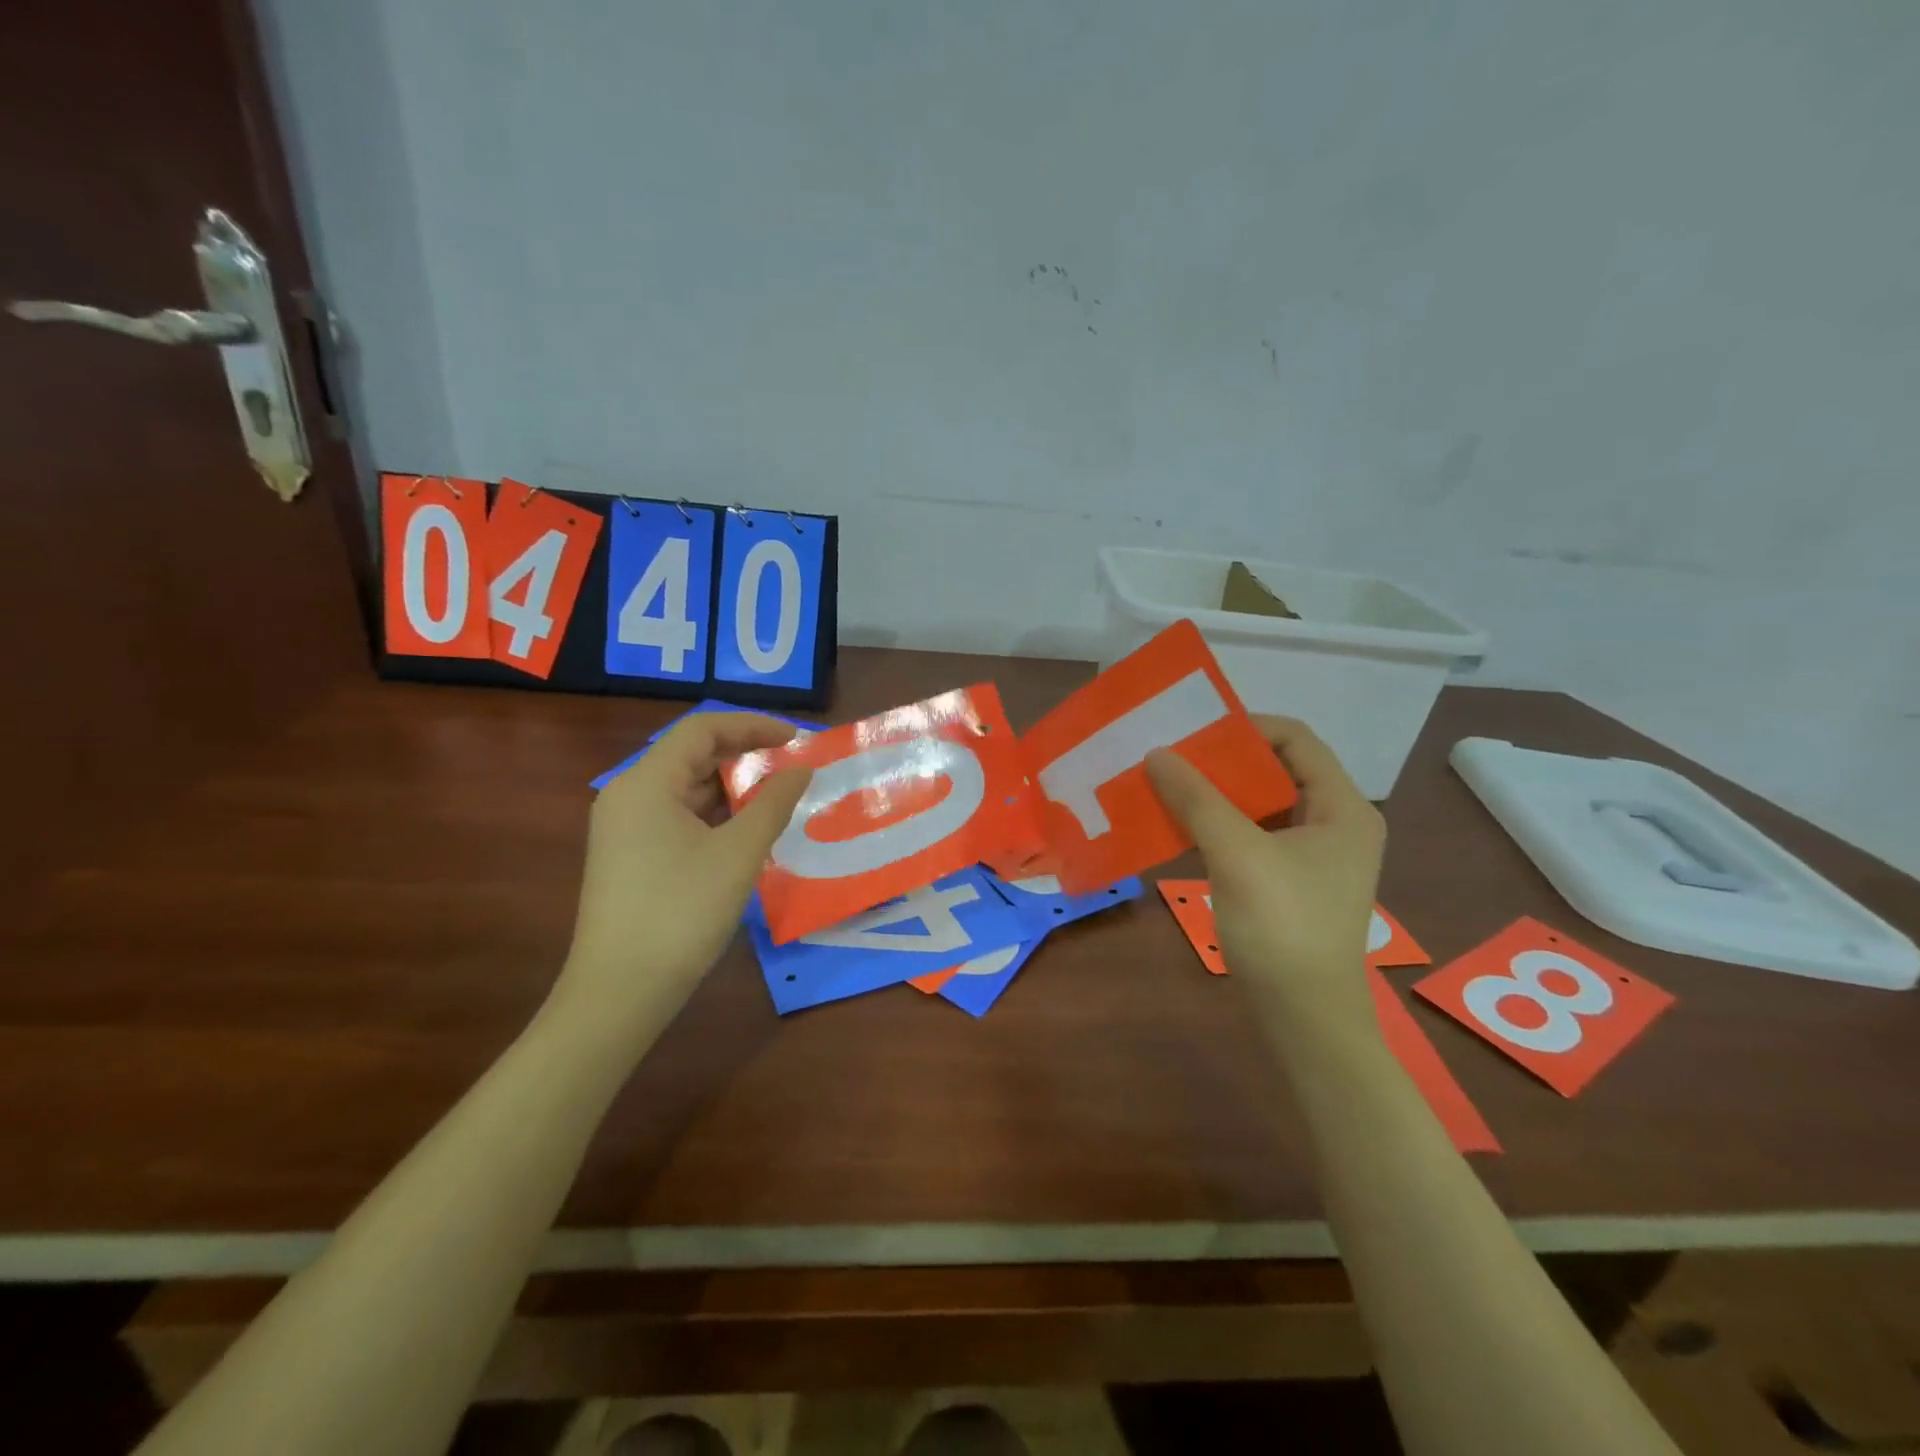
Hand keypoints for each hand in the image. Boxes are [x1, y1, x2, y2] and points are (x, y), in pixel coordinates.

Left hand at [551, 713, 811, 1038]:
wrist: (620, 993)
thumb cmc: (681, 913)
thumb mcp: (738, 854)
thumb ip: (774, 803)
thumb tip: (802, 769)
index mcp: (645, 783)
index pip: (702, 729)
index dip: (752, 726)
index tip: (795, 738)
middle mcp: (628, 795)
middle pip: (691, 755)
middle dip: (744, 755)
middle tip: (791, 768)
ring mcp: (625, 828)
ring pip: (686, 788)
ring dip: (732, 788)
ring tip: (778, 797)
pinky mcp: (630, 856)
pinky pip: (678, 817)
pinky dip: (715, 815)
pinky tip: (746, 831)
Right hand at [1146, 716, 1385, 1040]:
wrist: (1304, 1019)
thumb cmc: (1283, 927)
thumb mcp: (1237, 854)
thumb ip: (1197, 799)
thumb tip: (1157, 754)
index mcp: (1341, 808)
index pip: (1295, 739)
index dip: (1244, 727)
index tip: (1192, 732)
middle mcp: (1333, 824)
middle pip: (1276, 769)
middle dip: (1222, 760)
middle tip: (1171, 757)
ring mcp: (1312, 856)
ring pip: (1260, 804)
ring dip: (1215, 793)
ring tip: (1167, 786)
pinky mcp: (1288, 882)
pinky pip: (1251, 835)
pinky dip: (1217, 824)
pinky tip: (1179, 826)